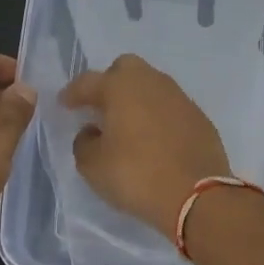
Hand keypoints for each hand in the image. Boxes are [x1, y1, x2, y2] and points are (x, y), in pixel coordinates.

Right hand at [61, 53, 230, 230]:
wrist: (196, 195)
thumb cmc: (136, 175)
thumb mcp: (93, 166)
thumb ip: (84, 143)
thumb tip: (92, 132)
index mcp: (120, 87)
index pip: (88, 81)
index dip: (73, 93)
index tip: (64, 104)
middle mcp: (151, 83)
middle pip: (125, 69)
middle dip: (109, 82)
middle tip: (100, 107)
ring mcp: (179, 98)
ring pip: (151, 86)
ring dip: (136, 99)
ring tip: (127, 124)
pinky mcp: (199, 117)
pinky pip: (170, 107)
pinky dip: (158, 116)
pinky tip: (153, 138)